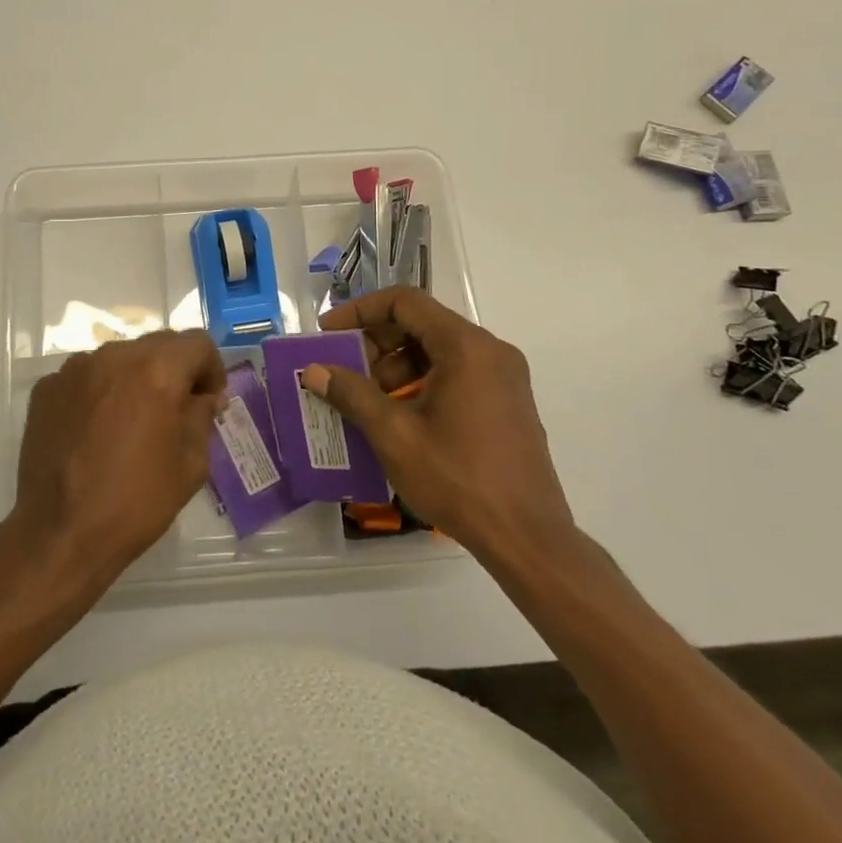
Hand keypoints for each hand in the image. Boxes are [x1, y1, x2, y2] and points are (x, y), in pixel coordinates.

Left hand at [13, 331, 226, 590]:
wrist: (60, 534)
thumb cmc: (135, 502)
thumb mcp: (191, 464)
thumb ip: (202, 417)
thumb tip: (202, 397)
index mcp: (156, 370)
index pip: (197, 343)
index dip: (211, 369)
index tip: (208, 401)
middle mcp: (114, 356)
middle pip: (158, 345)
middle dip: (174, 370)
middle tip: (175, 411)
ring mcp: (75, 369)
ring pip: (120, 358)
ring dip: (135, 378)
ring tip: (131, 421)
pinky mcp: (47, 387)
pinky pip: (86, 376)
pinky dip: (100, 392)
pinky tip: (96, 431)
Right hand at [300, 288, 576, 562]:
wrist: (527, 539)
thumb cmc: (458, 479)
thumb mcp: (394, 435)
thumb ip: (352, 394)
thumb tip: (314, 370)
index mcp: (466, 347)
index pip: (405, 303)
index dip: (360, 311)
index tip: (328, 333)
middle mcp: (490, 351)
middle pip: (422, 324)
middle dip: (375, 343)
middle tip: (342, 370)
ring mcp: (504, 377)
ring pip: (438, 351)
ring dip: (395, 367)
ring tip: (364, 400)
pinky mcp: (507, 402)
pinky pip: (456, 374)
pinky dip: (421, 383)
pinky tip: (396, 417)